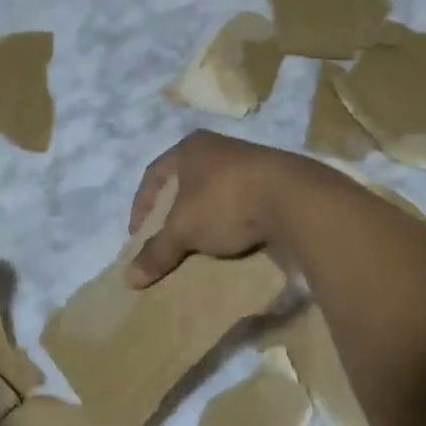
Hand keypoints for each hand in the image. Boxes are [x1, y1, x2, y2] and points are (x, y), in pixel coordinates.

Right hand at [125, 132, 309, 288]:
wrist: (296, 198)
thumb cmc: (226, 203)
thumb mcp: (184, 230)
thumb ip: (157, 252)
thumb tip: (129, 279)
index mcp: (189, 148)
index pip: (152, 175)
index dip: (141, 207)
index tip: (138, 236)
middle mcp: (217, 146)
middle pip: (183, 182)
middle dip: (171, 211)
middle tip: (166, 238)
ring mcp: (249, 160)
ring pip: (213, 190)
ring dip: (202, 216)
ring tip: (198, 242)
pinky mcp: (275, 178)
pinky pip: (240, 199)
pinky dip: (230, 219)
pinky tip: (231, 239)